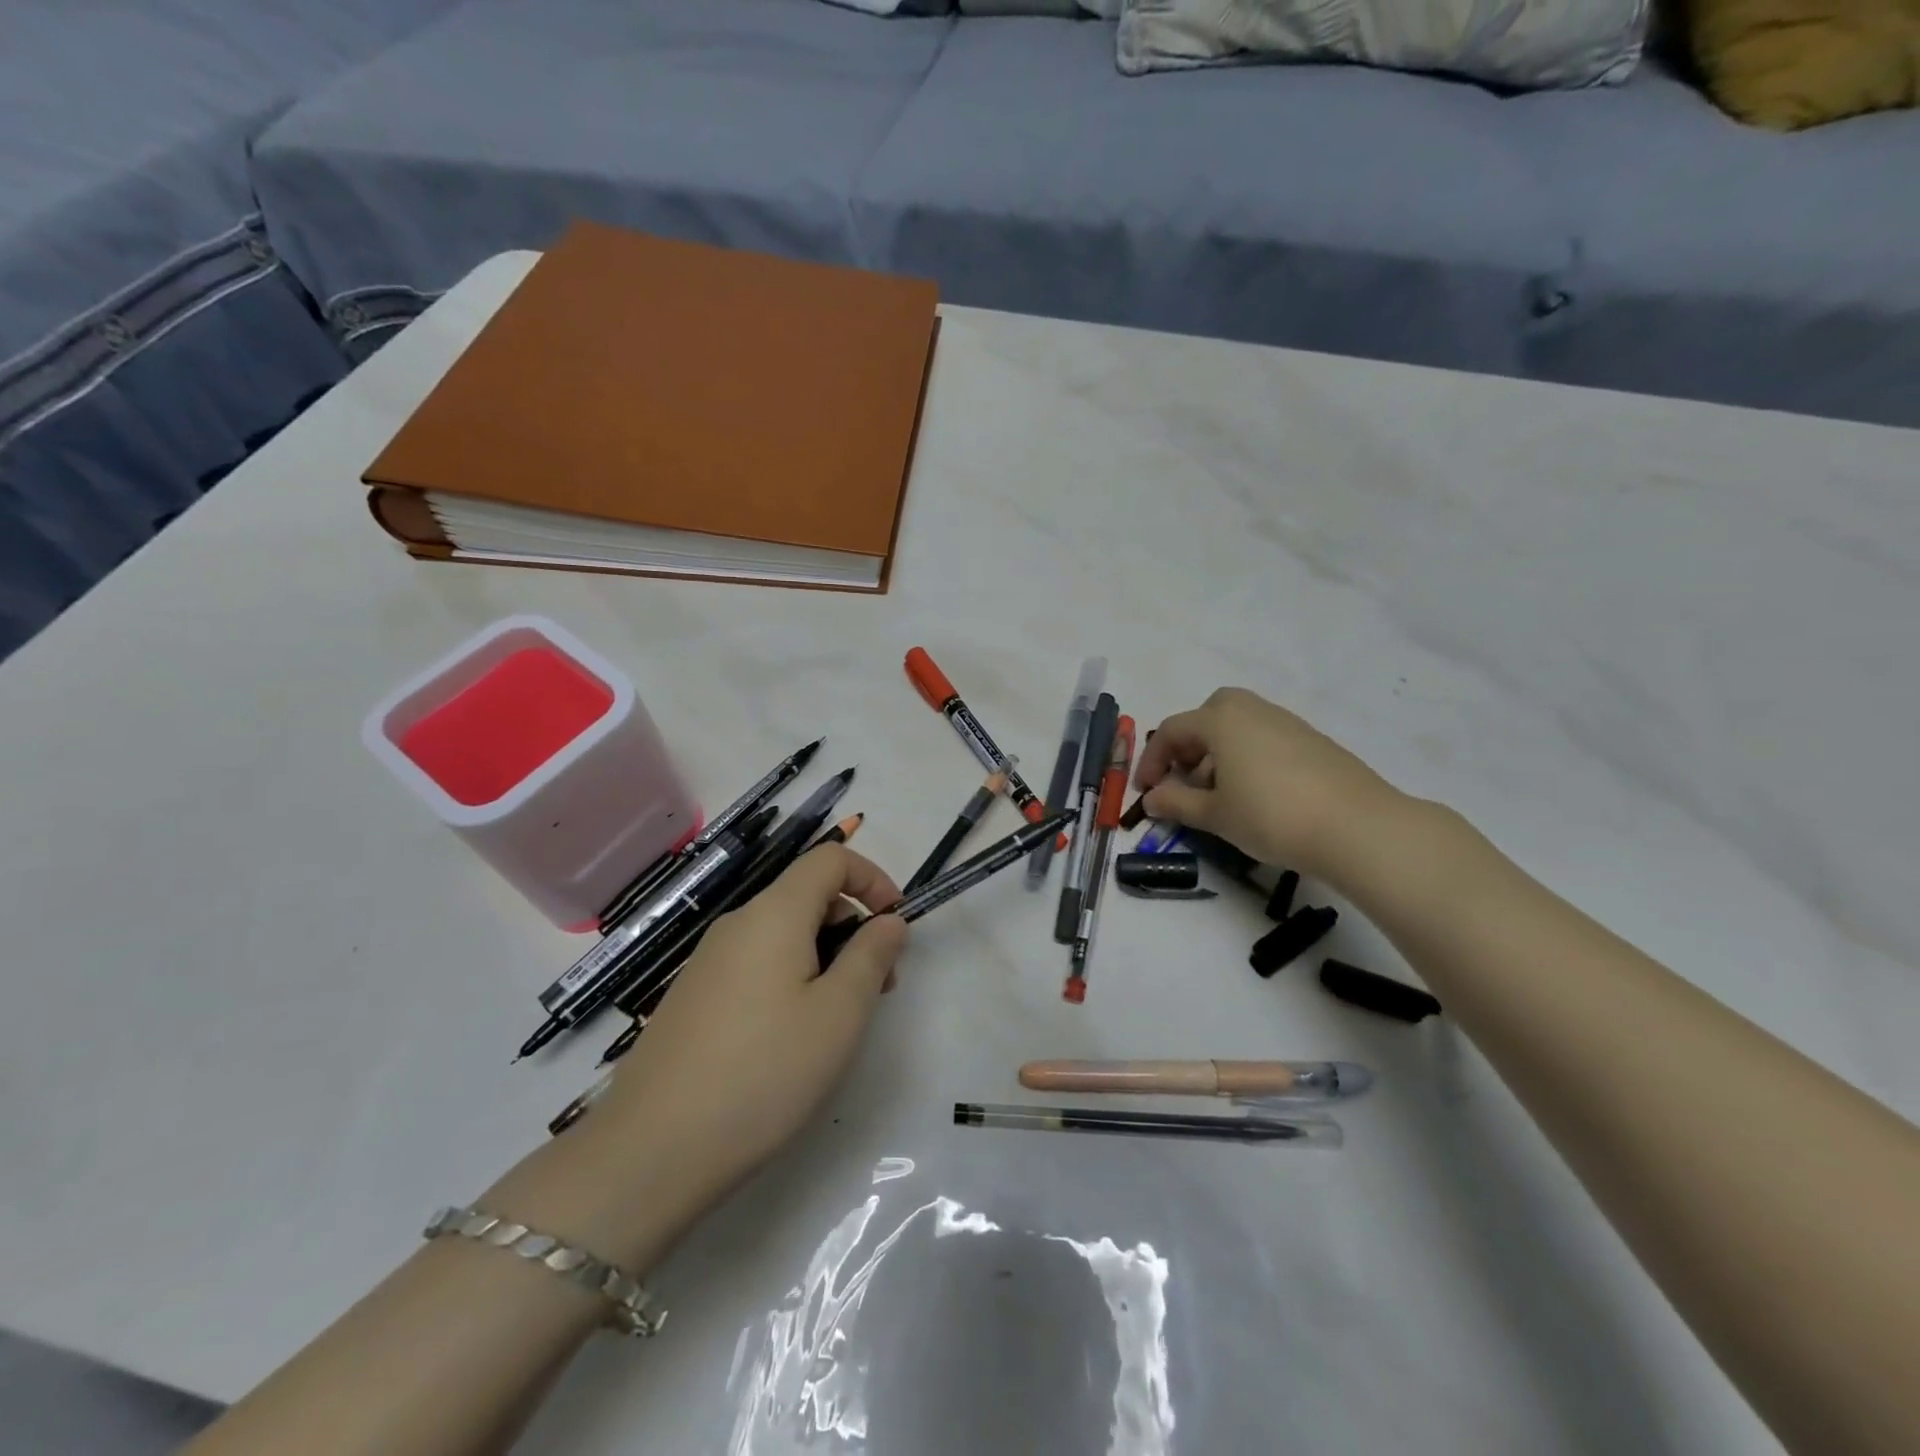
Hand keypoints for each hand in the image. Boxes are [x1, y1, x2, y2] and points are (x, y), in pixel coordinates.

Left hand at [575, 846, 907, 1252]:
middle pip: (807, 894)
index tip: (896, 925)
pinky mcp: (694, 996)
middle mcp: (738, 923)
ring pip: (783, 933)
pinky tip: (792, 1037)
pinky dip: (791, 976)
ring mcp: (709, 960)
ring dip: (825, 955)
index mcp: (774, 913)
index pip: (830, 858)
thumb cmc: (764, 1072)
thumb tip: (888, 920)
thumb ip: (871, 955)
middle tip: (878, 985)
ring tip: (840, 1018)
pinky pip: (756, 963)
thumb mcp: (839, 1014)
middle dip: (853, 924)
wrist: (652, 1150)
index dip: (872, 878)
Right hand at [1133, 687, 1407, 883]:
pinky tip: (1257, 795)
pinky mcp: (1313, 742)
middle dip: (1189, 745)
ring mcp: (1287, 723)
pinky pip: (1266, 739)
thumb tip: (1151, 799)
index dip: (1152, 761)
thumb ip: (1176, 802)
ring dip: (1218, 752)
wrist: (1357, 828)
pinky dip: (1248, 757)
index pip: (1172, 731)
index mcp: (1221, 720)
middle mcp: (1253, 710)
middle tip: (1185, 779)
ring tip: (1220, 795)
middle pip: (1208, 715)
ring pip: (1239, 726)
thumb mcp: (1215, 814)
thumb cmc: (1271, 816)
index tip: (1146, 793)